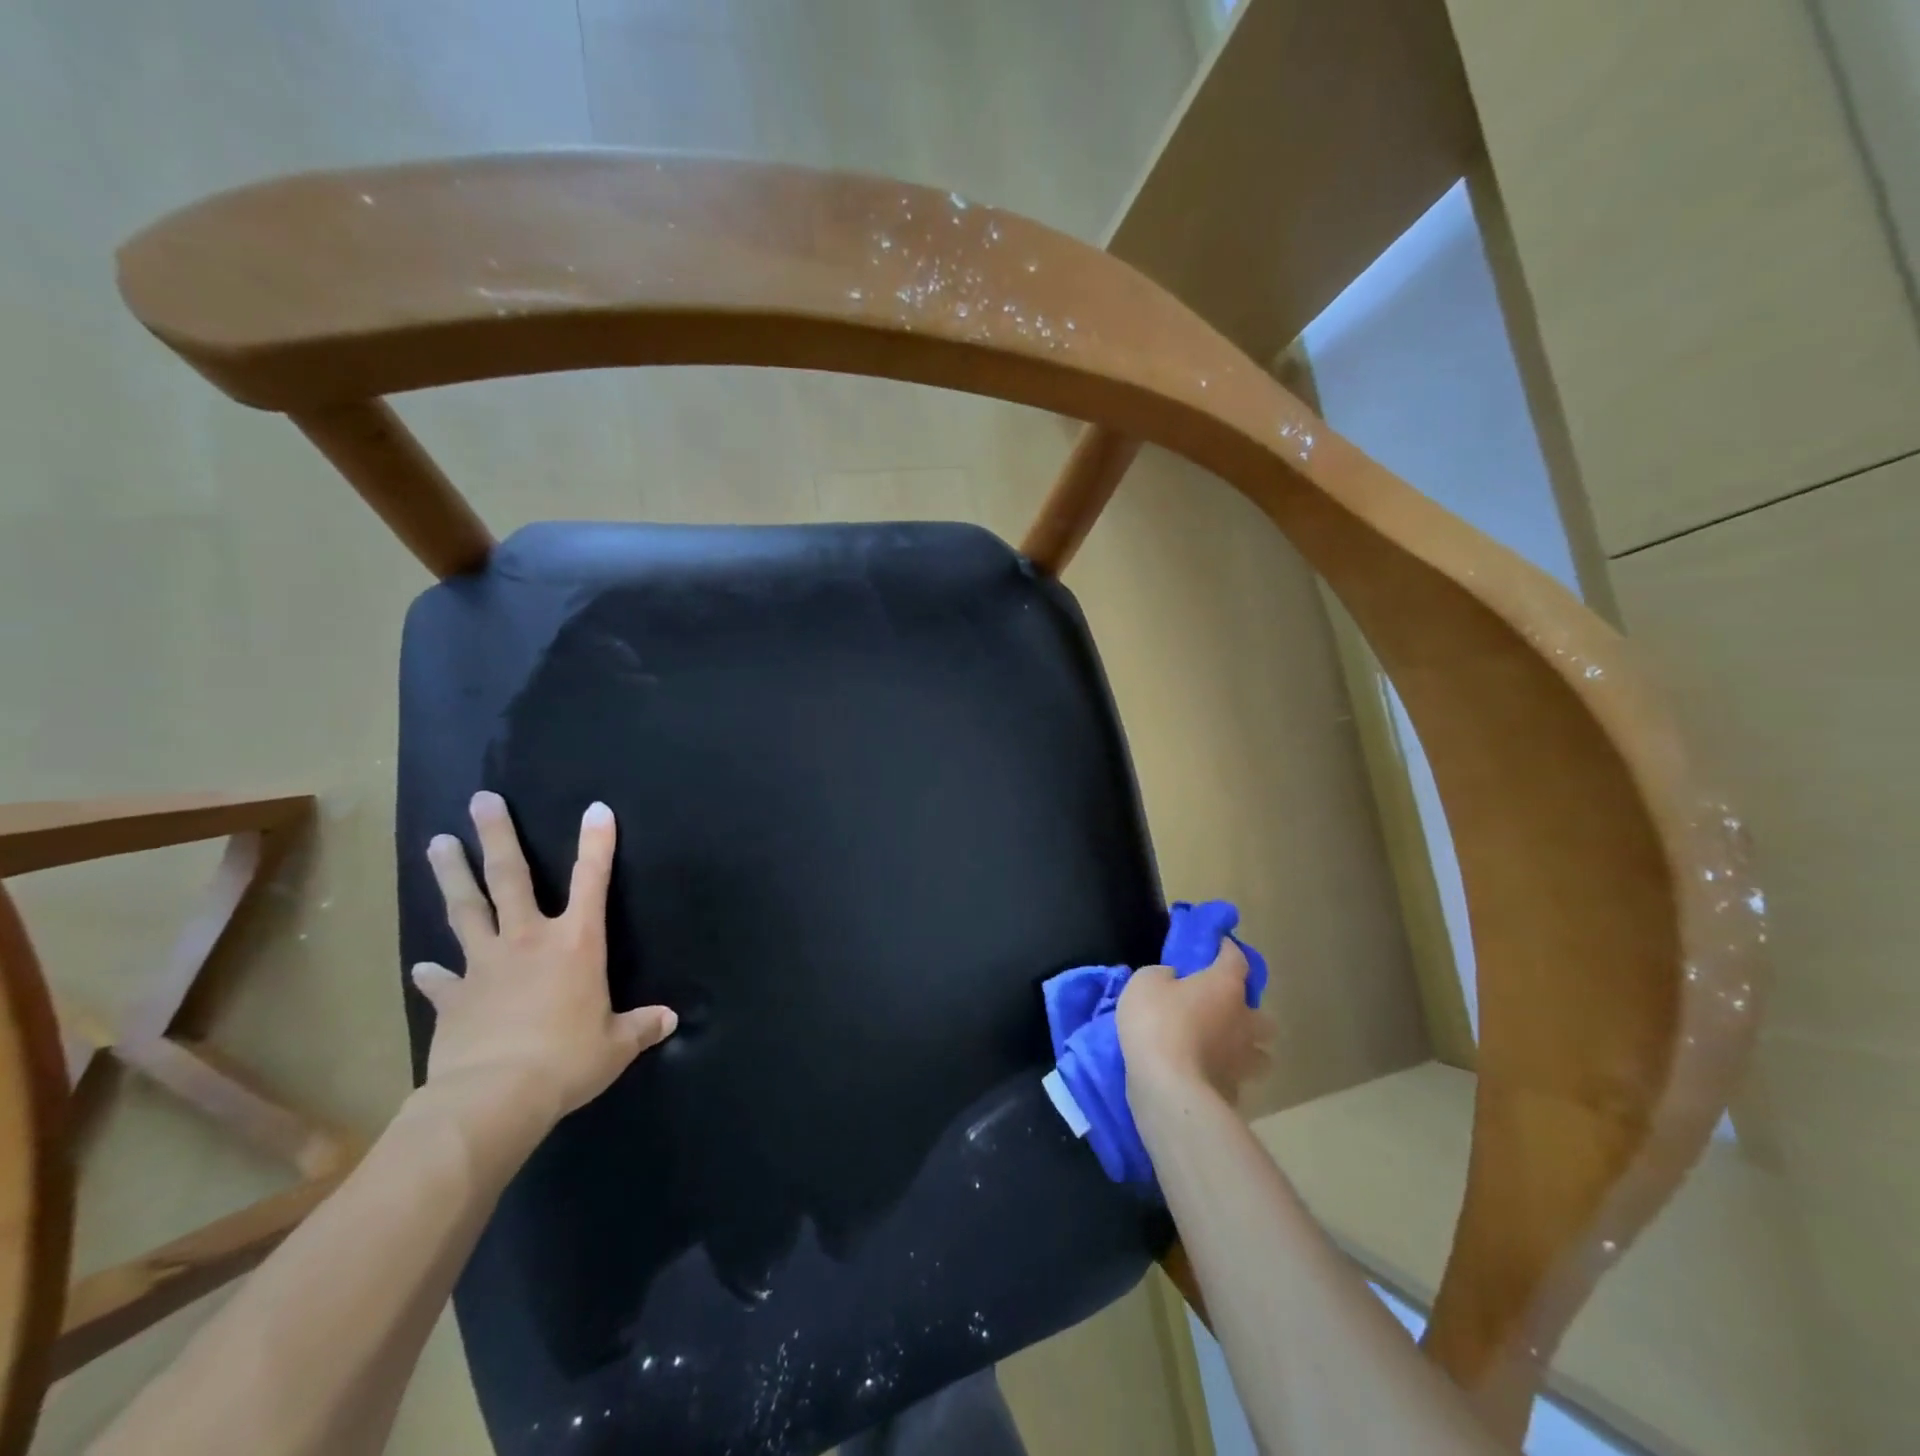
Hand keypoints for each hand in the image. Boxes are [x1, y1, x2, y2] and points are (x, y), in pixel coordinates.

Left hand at [411, 792, 676, 1122]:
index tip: (596, 809)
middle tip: (481, 800)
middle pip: (510, 878)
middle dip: (497, 836)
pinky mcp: (453, 998)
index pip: (592, 882)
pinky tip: (423, 965)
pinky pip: (442, 980)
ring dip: (452, 875)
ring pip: (466, 910)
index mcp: (575, 944)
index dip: (597, 844)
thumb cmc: (567, 1061)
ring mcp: (485, 965)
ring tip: (437, 842)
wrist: (494, 1098)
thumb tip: (670, 1020)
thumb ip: (641, 1027)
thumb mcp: (616, 1045)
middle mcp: (528, 941)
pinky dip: (434, 973)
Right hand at [1117, 940, 1269, 1104]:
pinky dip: (1226, 1078)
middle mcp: (1244, 1021)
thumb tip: (1174, 980)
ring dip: (1246, 1050)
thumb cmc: (1157, 1023)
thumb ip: (1163, 975)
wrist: (1166, 1087)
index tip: (1217, 945)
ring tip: (1222, 1050)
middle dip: (1247, 1012)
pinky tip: (1208, 1077)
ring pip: (1260, 1054)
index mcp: (1225, 986)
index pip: (1236, 958)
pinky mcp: (1234, 1093)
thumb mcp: (1145, 982)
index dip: (1227, 949)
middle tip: (1221, 1011)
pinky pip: (1237, 1081)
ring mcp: (1243, 1062)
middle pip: (1263, 1015)